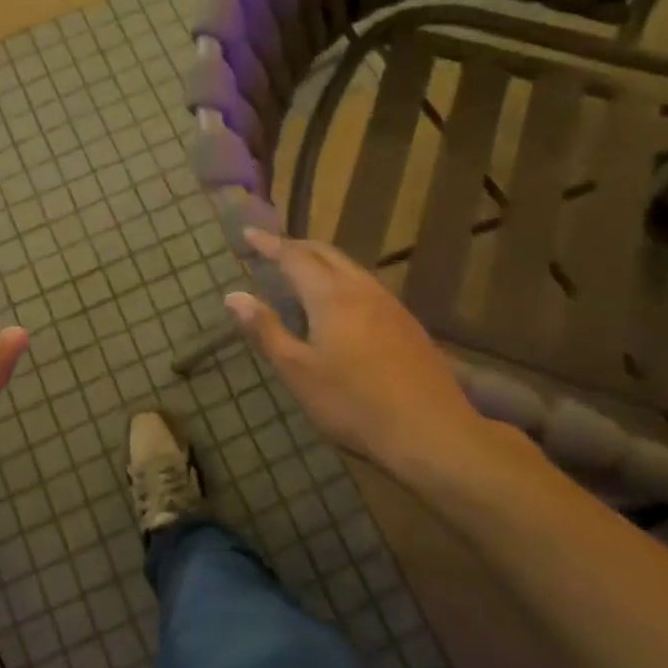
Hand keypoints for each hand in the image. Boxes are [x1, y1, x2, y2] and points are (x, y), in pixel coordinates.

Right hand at [226, 229, 524, 479]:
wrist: (433, 434)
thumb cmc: (355, 404)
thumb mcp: (298, 372)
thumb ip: (265, 330)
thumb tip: (234, 296)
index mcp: (331, 296)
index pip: (293, 256)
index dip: (268, 243)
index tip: (248, 233)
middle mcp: (362, 289)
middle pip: (325, 254)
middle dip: (296, 246)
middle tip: (271, 249)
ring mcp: (390, 305)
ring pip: (350, 268)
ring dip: (321, 262)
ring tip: (301, 272)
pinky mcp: (407, 324)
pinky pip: (366, 286)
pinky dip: (342, 280)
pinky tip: (341, 304)